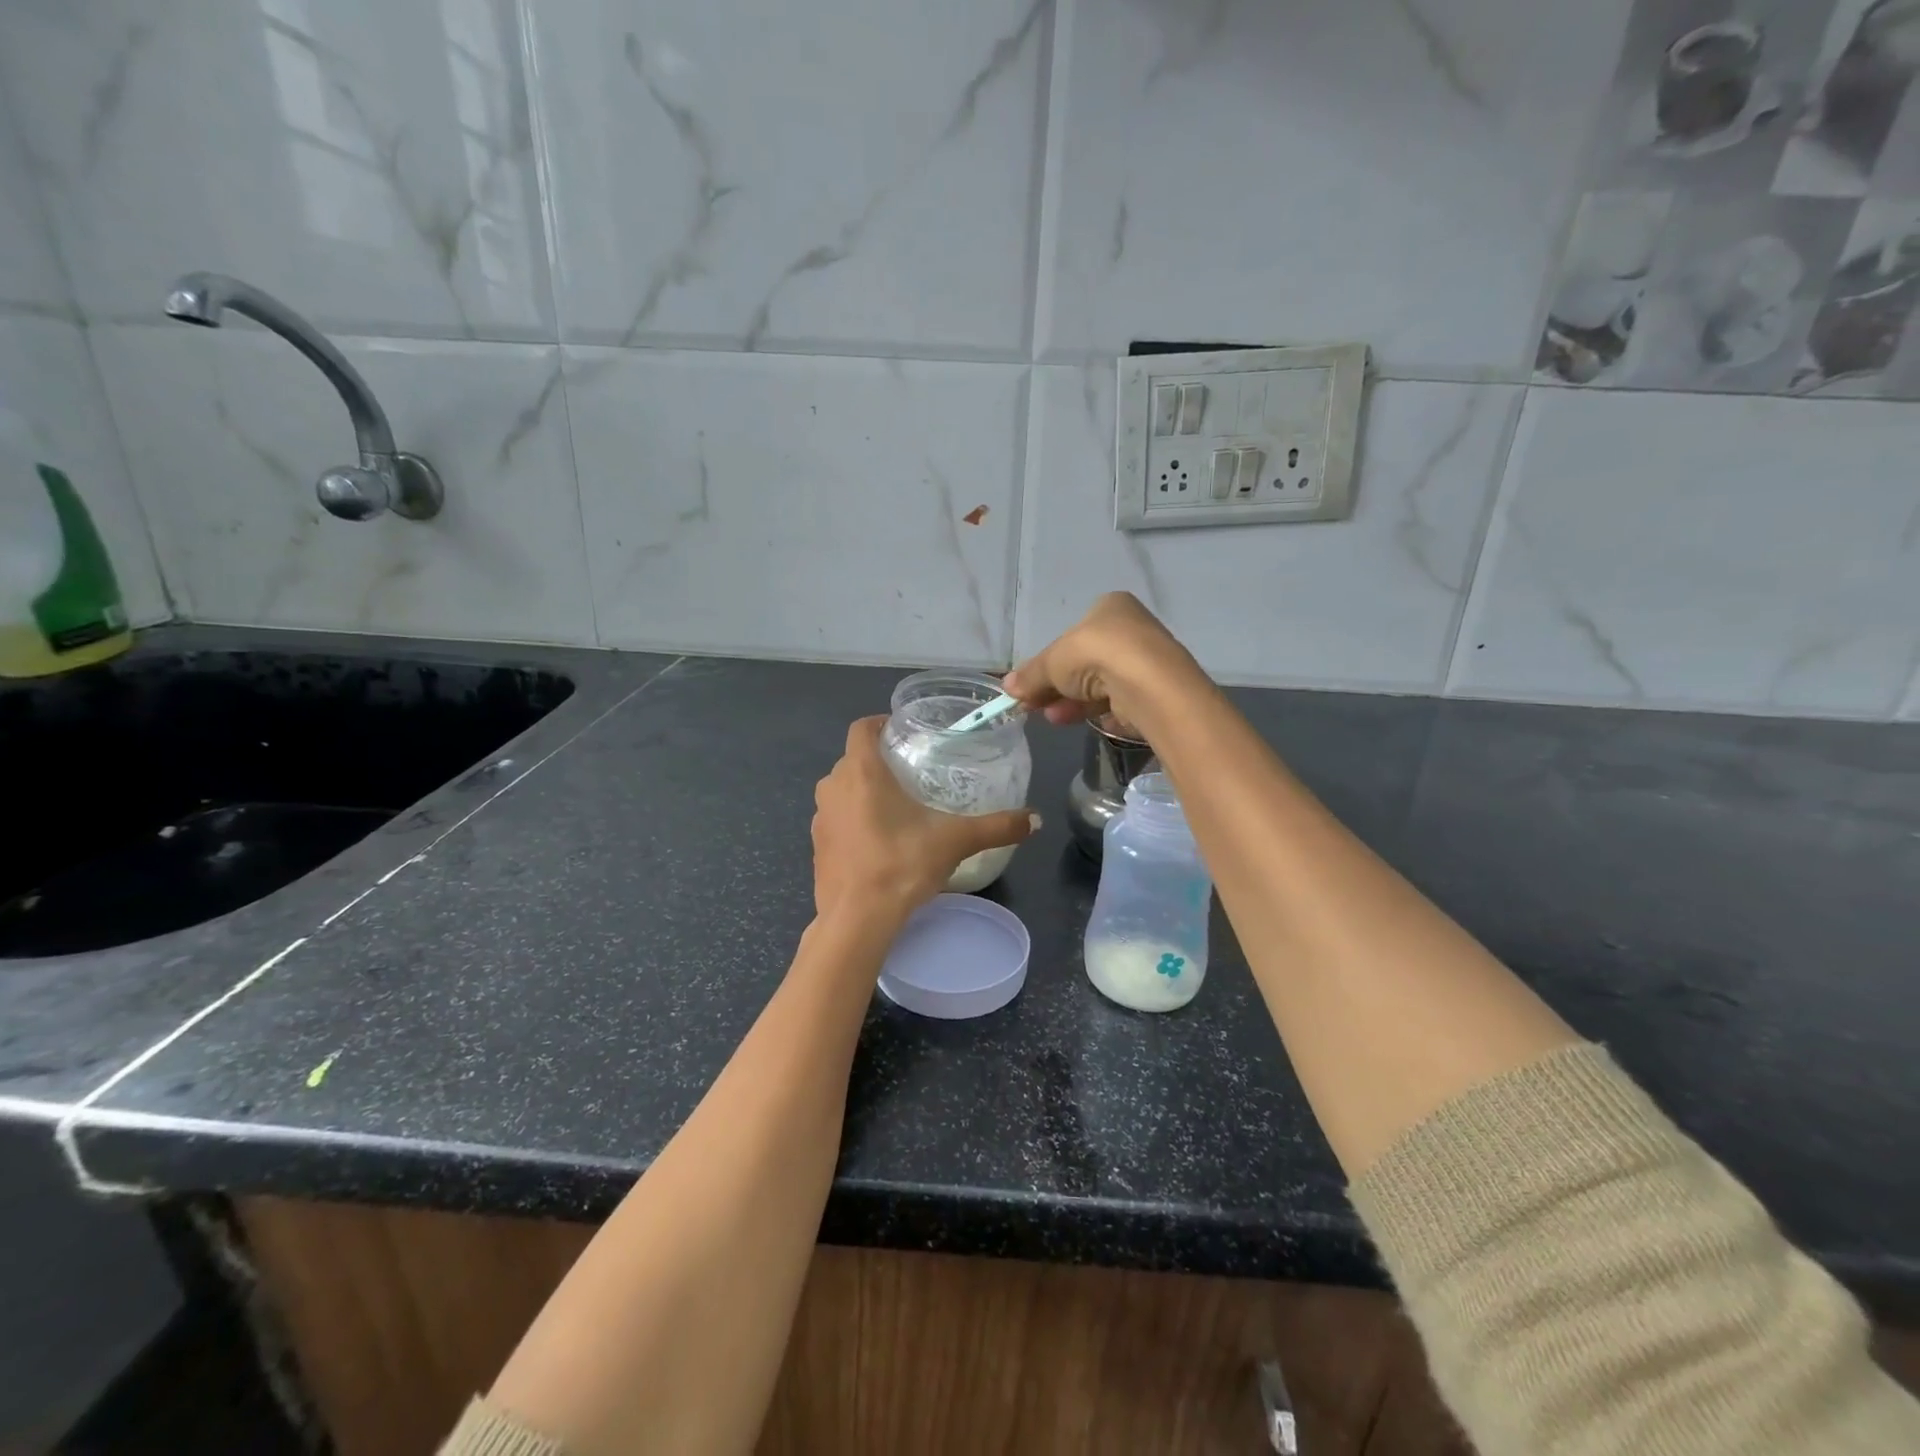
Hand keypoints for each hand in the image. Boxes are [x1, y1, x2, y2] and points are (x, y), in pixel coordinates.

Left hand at [812, 717, 1036, 920]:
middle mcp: (833, 787)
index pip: (861, 728)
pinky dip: (853, 821)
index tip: (903, 732)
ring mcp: (819, 818)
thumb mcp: (955, 841)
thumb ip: (996, 827)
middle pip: (853, 759)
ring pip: (841, 790)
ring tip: (897, 806)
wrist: (856, 920)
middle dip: (878, 760)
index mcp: (861, 771)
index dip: (879, 723)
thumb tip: (1036, 820)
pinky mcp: (816, 847)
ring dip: (863, 791)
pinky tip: (879, 842)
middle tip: (911, 770)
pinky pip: (836, 820)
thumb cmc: (901, 864)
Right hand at [1003, 592, 1202, 734]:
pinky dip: (1093, 712)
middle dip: (1056, 685)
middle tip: (1033, 704)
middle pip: (1084, 662)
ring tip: (1049, 717)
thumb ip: (1031, 675)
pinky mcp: (1152, 692)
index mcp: (1110, 607)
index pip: (1073, 633)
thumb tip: (1006, 687)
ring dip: (1069, 701)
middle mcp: (1131, 630)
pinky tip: (1073, 722)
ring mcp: (1144, 663)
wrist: (1146, 684)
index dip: (1049, 660)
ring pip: (1098, 685)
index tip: (1030, 683)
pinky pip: (1115, 702)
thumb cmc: (1096, 654)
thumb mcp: (1052, 662)